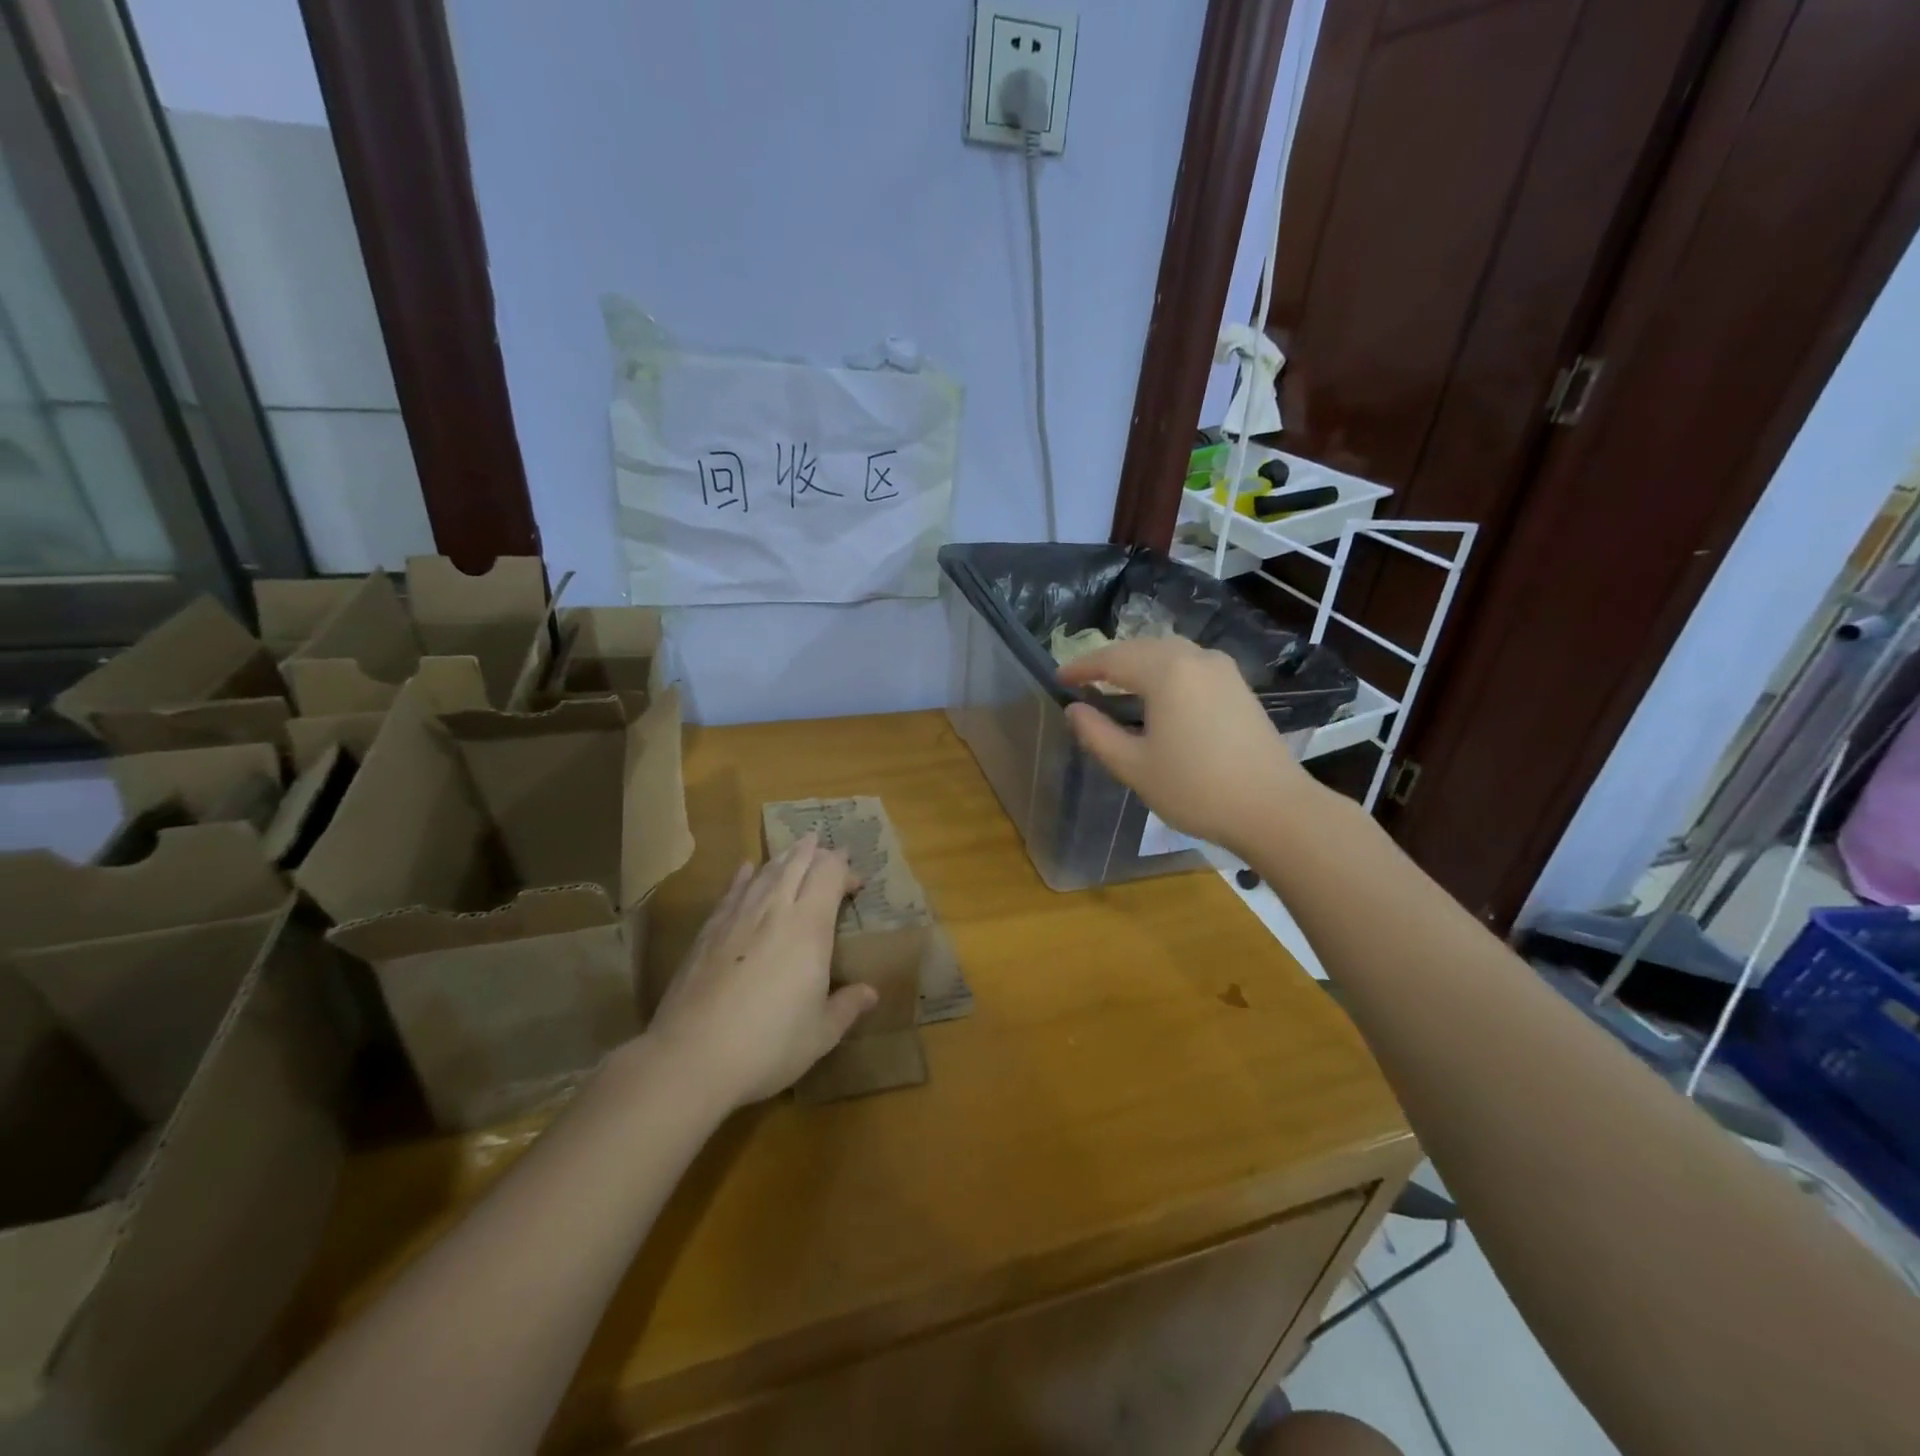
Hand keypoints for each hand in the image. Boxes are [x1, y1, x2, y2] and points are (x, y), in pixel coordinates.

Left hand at [644, 834, 877, 1109]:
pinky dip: (744, 876)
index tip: (856, 884)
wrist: (691, 1058)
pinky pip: (732, 891)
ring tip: (794, 850)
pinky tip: (746, 869)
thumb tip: (871, 993)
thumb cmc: (768, 1045)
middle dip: (814, 852)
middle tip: (825, 847)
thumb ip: (847, 1007)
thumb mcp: (820, 1034)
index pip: (829, 875)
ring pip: (765, 872)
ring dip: (783, 858)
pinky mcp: (708, 932)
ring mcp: (737, 917)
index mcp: (809, 927)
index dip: (844, 870)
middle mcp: (774, 910)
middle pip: (797, 864)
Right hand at [1059, 637, 1316, 857]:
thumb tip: (1073, 710)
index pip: (1112, 659)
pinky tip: (1156, 696)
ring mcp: (1222, 670)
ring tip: (1115, 686)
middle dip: (1109, 661)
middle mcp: (1196, 658)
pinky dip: (1164, 672)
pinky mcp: (1238, 686)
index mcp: (1167, 671)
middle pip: (1141, 648)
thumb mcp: (1135, 766)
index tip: (1058, 679)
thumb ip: (1097, 734)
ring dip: (1138, 664)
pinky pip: (1190, 665)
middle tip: (1083, 681)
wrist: (1274, 809)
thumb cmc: (1196, 788)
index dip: (1082, 668)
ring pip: (1168, 653)